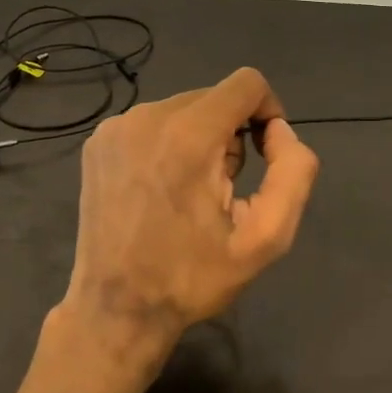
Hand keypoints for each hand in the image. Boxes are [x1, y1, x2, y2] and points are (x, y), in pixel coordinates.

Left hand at [60, 67, 319, 373]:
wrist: (116, 309)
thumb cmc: (193, 276)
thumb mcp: (267, 237)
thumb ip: (293, 172)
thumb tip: (280, 131)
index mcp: (190, 135)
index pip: (247, 83)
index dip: (268, 111)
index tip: (265, 152)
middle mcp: (149, 116)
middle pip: (214, 97)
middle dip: (232, 133)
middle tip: (224, 189)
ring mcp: (116, 127)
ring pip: (183, 109)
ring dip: (200, 138)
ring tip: (190, 193)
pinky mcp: (98, 141)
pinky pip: (151, 123)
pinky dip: (168, 144)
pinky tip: (160, 189)